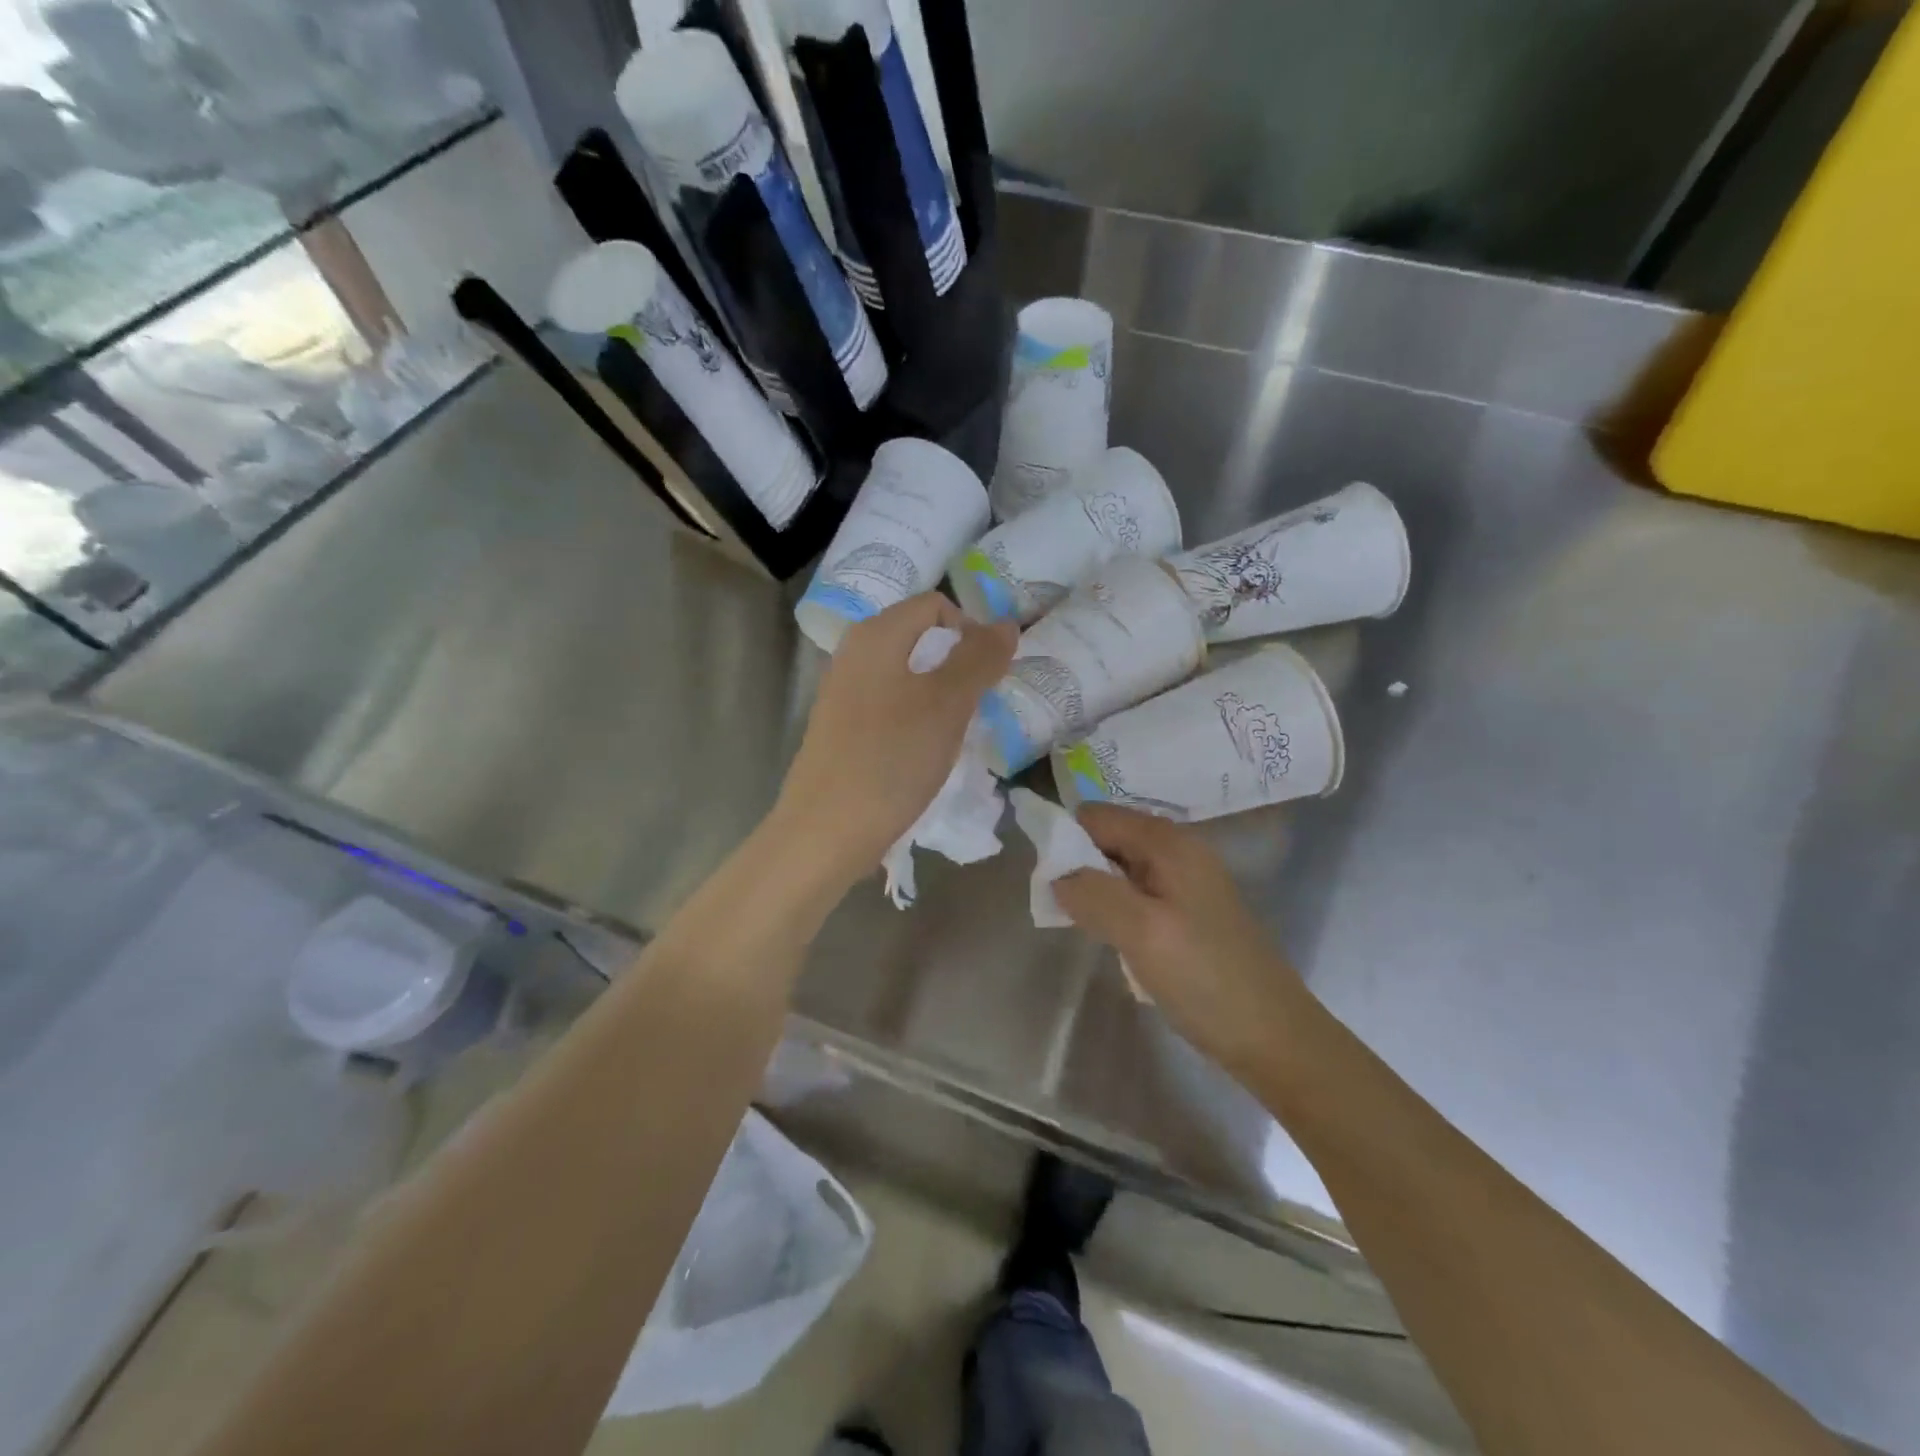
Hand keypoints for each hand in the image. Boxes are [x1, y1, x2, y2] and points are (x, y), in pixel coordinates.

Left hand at [772, 594, 1015, 892]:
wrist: (826, 831)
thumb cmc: (892, 758)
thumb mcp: (947, 704)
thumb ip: (979, 658)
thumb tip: (1006, 623)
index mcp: (875, 635)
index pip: (935, 606)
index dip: (971, 630)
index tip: (990, 675)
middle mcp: (853, 653)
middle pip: (920, 639)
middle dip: (958, 664)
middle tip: (978, 705)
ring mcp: (843, 693)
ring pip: (907, 676)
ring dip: (940, 695)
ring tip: (955, 733)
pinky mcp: (842, 729)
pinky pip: (890, 706)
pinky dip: (916, 719)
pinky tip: (924, 753)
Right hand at [1054, 804, 1311, 1078]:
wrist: (1273, 1037)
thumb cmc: (1206, 979)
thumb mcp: (1141, 932)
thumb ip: (1092, 893)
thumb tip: (1055, 876)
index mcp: (1168, 842)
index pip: (1095, 816)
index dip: (1065, 841)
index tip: (1049, 884)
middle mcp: (1177, 850)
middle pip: (1106, 838)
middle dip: (1078, 867)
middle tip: (1068, 912)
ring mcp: (1185, 881)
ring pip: (1118, 869)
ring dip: (1095, 892)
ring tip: (1090, 930)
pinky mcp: (1186, 911)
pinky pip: (1135, 894)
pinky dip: (1116, 910)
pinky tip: (1118, 942)